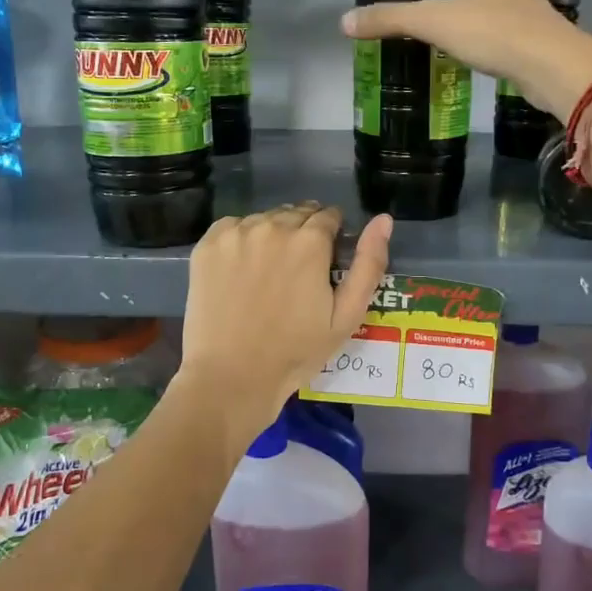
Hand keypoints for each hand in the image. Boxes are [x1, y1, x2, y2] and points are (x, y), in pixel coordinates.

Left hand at [179, 204, 393, 443]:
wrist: (232, 376)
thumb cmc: (296, 351)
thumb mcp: (347, 316)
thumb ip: (369, 264)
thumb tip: (383, 220)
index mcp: (310, 241)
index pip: (329, 216)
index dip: (331, 237)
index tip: (324, 262)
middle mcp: (273, 226)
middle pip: (296, 214)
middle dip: (303, 234)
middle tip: (297, 271)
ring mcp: (236, 233)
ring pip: (264, 219)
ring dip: (272, 235)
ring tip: (268, 273)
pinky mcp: (208, 245)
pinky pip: (233, 227)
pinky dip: (241, 240)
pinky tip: (241, 270)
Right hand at [341, 0, 591, 116]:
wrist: (551, 66)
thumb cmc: (493, 31)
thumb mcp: (434, 23)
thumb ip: (390, 20)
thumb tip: (345, 21)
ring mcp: (531, 8)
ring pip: (499, 0)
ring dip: (479, 9)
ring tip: (451, 28)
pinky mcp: (538, 37)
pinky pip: (509, 29)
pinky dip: (492, 35)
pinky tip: (477, 53)